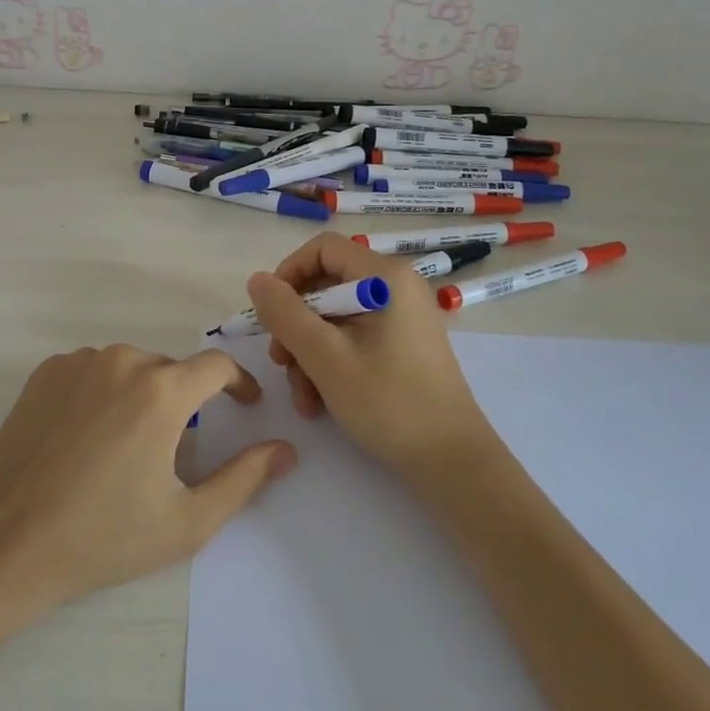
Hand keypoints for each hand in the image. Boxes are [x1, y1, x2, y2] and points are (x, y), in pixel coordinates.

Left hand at [0, 344, 296, 650]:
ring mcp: (78, 362)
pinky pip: (93, 372)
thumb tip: (286, 449)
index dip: (239, 383)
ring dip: (144, 396)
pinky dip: (105, 394)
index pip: (217, 366)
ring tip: (130, 449)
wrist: (3, 544)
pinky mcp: (44, 373)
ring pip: (131, 369)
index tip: (245, 406)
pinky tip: (91, 438)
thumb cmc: (102, 538)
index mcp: (161, 390)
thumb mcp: (187, 520)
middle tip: (179, 451)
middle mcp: (121, 360)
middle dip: (186, 401)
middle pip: (172, 370)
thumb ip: (245, 479)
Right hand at [246, 234, 498, 474]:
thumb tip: (257, 280)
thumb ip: (285, 314)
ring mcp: (402, 318)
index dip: (288, 273)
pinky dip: (330, 363)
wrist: (452, 462)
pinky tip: (318, 401)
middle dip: (296, 325)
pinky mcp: (402, 345)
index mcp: (386, 278)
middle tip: (280, 362)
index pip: (323, 249)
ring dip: (308, 352)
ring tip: (302, 395)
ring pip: (335, 318)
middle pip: (326, 286)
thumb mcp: (325, 357)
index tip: (270, 313)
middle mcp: (397, 288)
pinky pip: (354, 339)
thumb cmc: (389, 403)